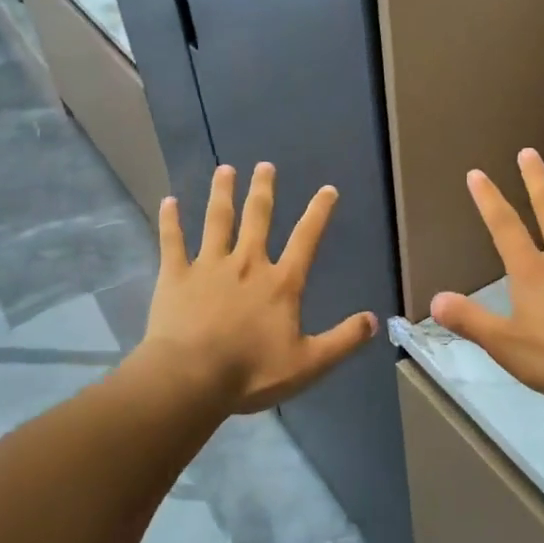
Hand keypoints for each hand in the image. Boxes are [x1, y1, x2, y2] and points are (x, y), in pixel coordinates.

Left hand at [144, 162, 376, 412]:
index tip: (328, 189)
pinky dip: (170, 221)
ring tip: (224, 170)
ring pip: (217, 221)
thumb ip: (343, 340)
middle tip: (264, 165)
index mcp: (280, 283)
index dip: (319, 213)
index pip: (306, 240)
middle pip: (257, 218)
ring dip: (222, 193)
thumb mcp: (309, 363)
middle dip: (263, 190)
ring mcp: (208, 266)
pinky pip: (172, 241)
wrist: (192, 377)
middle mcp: (247, 264)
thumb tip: (374, 320)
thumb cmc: (252, 372)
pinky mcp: (175, 275)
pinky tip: (169, 201)